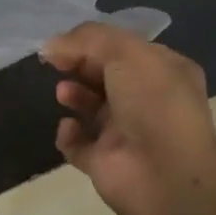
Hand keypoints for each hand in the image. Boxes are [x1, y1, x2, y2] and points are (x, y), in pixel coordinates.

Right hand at [42, 22, 215, 214]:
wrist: (164, 175)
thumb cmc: (153, 103)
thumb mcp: (126, 52)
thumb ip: (87, 39)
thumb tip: (51, 45)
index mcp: (164, 72)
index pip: (125, 50)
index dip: (93, 43)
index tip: (64, 43)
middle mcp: (148, 101)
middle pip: (104, 76)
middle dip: (81, 67)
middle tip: (59, 64)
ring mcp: (127, 133)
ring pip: (91, 108)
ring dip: (74, 95)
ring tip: (63, 93)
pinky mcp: (105, 162)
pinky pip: (78, 144)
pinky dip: (68, 135)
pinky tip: (69, 127)